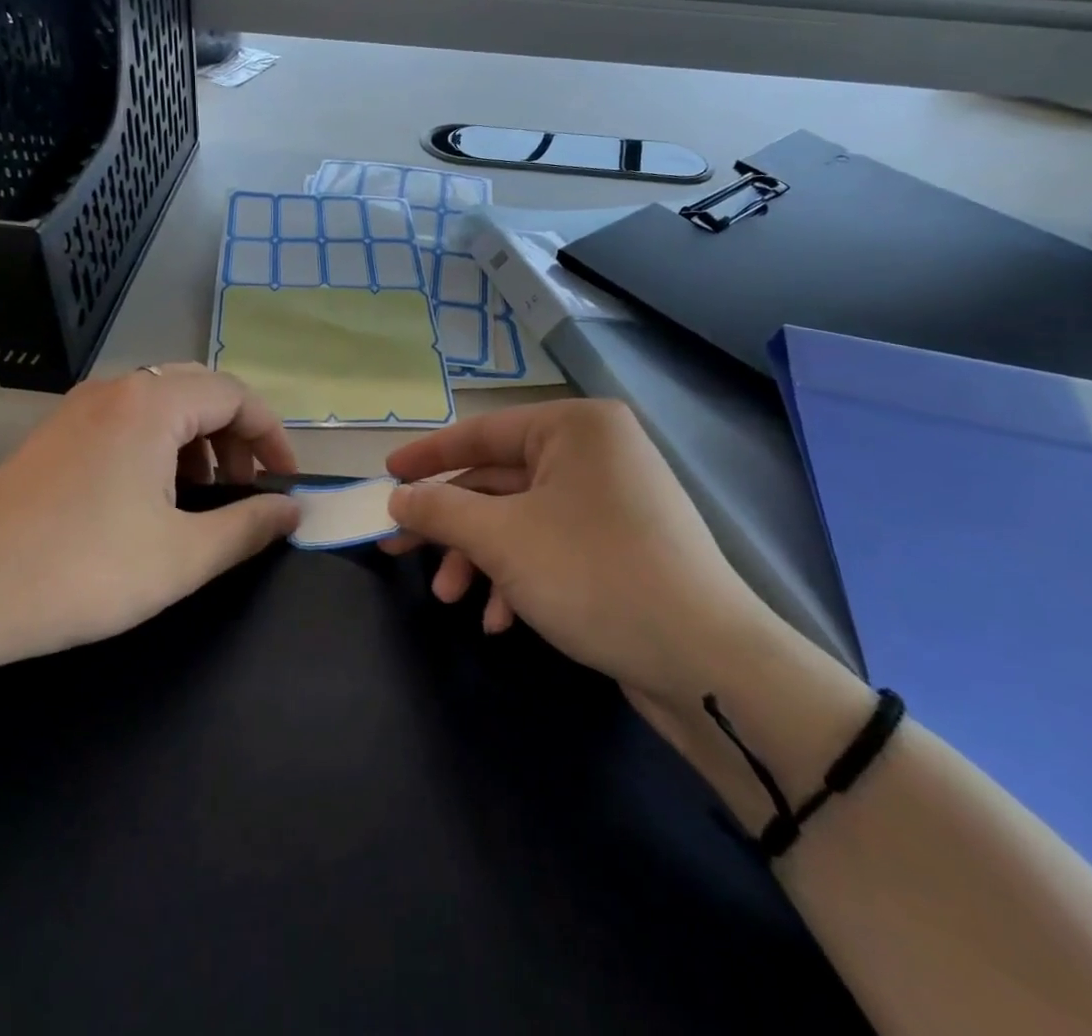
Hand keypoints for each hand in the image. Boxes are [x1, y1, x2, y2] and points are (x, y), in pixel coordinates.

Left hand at [0, 364, 301, 675]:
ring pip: (161, 407)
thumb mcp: (181, 557)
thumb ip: (248, 527)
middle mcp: (115, 391)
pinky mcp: (54, 437)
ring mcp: (78, 410)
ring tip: (204, 497)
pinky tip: (152, 499)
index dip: (272, 437)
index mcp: (151, 404)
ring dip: (197, 442)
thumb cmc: (80, 571)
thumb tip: (293, 510)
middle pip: (200, 392)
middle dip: (235, 437)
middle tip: (247, 488)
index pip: (236, 395)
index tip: (286, 484)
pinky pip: (126, 424)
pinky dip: (158, 449)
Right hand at [382, 401, 788, 723]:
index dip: (427, 456)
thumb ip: (440, 510)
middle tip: (399, 550)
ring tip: (452, 598)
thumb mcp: (501, 539)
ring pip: (520, 519)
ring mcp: (611, 500)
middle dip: (451, 524)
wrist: (706, 664)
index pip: (481, 432)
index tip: (385, 476)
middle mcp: (595, 452)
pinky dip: (518, 577)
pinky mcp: (620, 545)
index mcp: (574, 427)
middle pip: (497, 481)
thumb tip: (397, 498)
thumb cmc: (593, 574)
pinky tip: (502, 620)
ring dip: (479, 558)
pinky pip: (551, 545)